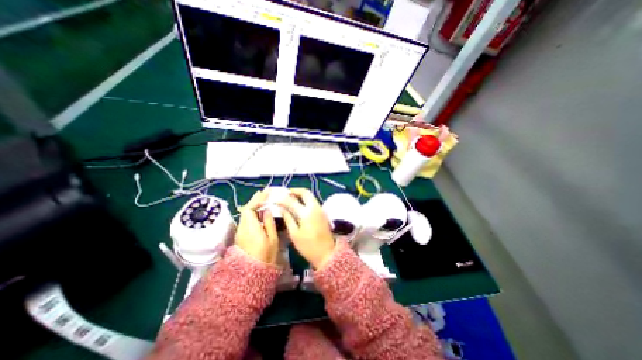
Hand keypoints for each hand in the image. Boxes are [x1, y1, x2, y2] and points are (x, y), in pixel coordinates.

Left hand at [234, 191, 278, 264]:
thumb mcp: (272, 238)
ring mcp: (240, 231)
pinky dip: (252, 212)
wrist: (251, 273)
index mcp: (251, 227)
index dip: (257, 199)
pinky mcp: (241, 235)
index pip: (250, 208)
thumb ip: (269, 222)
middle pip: (246, 209)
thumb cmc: (265, 255)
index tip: (266, 192)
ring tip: (263, 200)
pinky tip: (259, 212)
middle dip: (255, 200)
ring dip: (253, 205)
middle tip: (265, 193)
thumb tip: (267, 210)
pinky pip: (246, 219)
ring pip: (245, 214)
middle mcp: (242, 227)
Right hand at [277, 190, 336, 267]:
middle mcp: (315, 207)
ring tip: (290, 199)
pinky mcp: (322, 213)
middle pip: (305, 192)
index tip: (275, 198)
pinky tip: (298, 205)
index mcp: (306, 213)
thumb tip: (281, 208)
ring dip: (300, 195)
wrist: (327, 253)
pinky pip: (313, 201)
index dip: (282, 198)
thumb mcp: (294, 234)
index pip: (292, 200)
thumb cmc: (308, 246)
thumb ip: (288, 218)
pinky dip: (305, 200)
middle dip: (294, 191)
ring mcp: (320, 209)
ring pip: (310, 196)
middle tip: (285, 194)